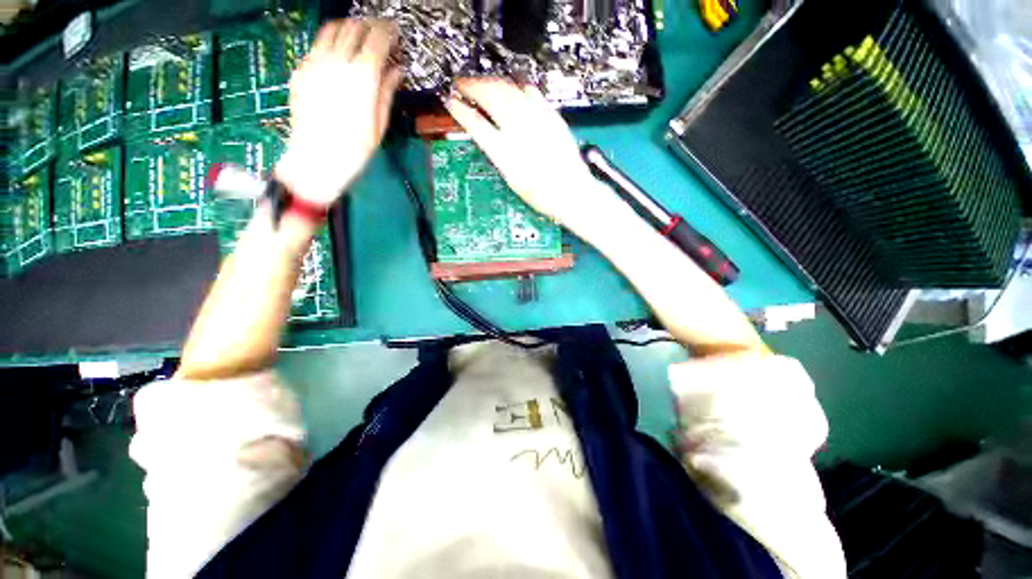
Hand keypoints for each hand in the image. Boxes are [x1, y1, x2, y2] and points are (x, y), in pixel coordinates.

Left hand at [275, 19, 402, 205]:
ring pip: (332, 29)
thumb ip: (387, 91)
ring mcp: (316, 63)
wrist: (317, 158)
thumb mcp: (379, 123)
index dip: (388, 31)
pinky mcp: (301, 69)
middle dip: (370, 25)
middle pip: (354, 27)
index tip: (394, 33)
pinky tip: (338, 55)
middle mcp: (338, 62)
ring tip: (358, 36)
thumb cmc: (354, 148)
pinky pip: (317, 44)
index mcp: (362, 77)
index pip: (377, 38)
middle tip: (379, 33)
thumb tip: (395, 71)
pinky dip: (331, 41)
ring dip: (348, 27)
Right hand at [444, 78, 602, 226]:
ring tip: (483, 84)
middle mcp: (519, 131)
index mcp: (504, 153)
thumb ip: (497, 153)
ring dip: (492, 82)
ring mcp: (537, 120)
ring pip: (509, 88)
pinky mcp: (551, 116)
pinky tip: (513, 89)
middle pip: (491, 96)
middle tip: (462, 85)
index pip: (475, 123)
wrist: (572, 193)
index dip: (460, 110)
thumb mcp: (511, 178)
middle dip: (472, 86)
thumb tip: (485, 135)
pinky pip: (531, 92)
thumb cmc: (541, 195)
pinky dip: (517, 87)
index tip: (451, 102)